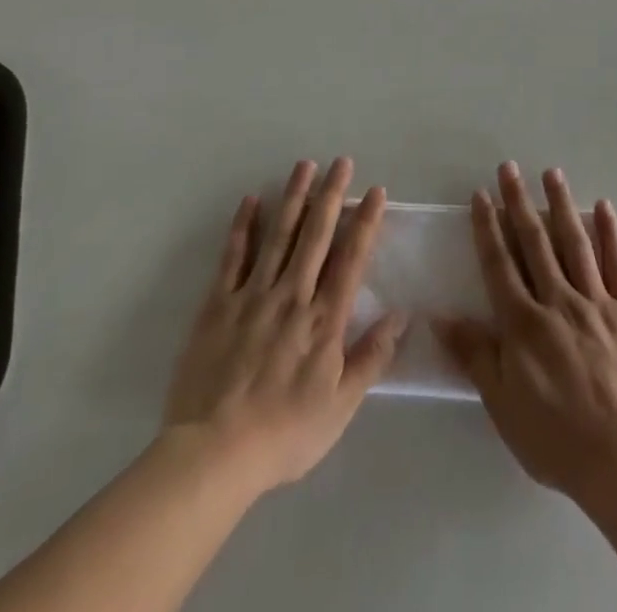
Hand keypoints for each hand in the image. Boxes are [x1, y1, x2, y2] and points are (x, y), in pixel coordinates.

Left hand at [161, 159, 403, 496]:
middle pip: (316, 236)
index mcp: (324, 320)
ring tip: (305, 165)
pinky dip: (243, 226)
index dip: (365, 222)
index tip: (376, 191)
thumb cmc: (284, 433)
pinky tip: (252, 200)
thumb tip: (402, 315)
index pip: (351, 259)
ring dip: (294, 198)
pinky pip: (233, 257)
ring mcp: (253, 296)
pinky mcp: (218, 304)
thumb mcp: (340, 407)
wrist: (214, 454)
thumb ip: (372, 357)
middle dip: (332, 195)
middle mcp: (293, 296)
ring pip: (279, 235)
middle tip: (341, 161)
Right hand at [437, 163, 616, 500]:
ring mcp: (597, 303)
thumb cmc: (555, 437)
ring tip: (552, 173)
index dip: (488, 227)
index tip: (481, 195)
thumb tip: (440, 315)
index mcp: (524, 322)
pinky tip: (604, 207)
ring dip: (561, 205)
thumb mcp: (502, 402)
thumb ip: (474, 354)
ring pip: (575, 243)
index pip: (500, 263)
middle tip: (509, 168)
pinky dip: (611, 234)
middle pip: (535, 242)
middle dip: (519, 202)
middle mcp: (558, 301)